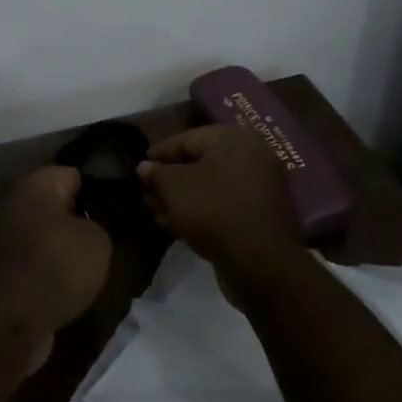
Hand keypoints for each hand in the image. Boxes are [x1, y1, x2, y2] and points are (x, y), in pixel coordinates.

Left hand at [0, 166, 111, 346]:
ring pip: (52, 234)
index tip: (121, 201)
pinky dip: (57, 270)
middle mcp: (19, 204)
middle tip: (114, 231)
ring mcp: (11, 238)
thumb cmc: (56, 265)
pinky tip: (78, 282)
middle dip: (84, 217)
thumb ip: (99, 224)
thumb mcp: (97, 240)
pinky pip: (43, 260)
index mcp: (38, 185)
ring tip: (100, 260)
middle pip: (60, 204)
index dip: (99, 185)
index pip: (74, 173)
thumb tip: (88, 228)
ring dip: (71, 247)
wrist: (11, 321)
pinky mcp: (10, 270)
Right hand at [137, 126, 303, 282]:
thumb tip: (145, 167)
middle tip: (147, 194)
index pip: (187, 139)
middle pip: (200, 164)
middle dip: (169, 180)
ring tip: (156, 212)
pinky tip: (177, 225)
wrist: (260, 262)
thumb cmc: (213, 210)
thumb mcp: (174, 188)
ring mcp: (260, 186)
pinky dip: (201, 210)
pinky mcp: (261, 214)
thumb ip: (156, 173)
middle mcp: (252, 156)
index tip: (140, 165)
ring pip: (211, 186)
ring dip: (182, 199)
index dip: (160, 153)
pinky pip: (225, 204)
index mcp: (233, 138)